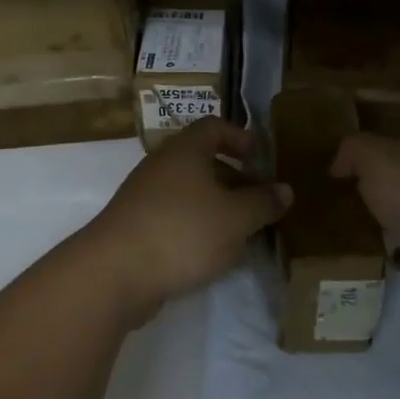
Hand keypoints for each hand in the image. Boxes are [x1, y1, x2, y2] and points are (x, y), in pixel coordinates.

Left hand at [87, 118, 292, 325]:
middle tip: (260, 200)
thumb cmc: (182, 231)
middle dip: (235, 177)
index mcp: (185, 150)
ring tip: (244, 231)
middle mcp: (162, 165)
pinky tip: (213, 253)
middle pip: (203, 160)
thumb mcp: (235, 218)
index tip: (262, 157)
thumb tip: (285, 190)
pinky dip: (197, 225)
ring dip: (218, 205)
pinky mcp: (136, 226)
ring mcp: (145, 195)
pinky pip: (175, 215)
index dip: (240, 137)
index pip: (215, 127)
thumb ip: (262, 203)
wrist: (114, 272)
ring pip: (190, 191)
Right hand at [330, 132, 399, 312]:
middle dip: (369, 186)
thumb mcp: (376, 157)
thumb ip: (353, 151)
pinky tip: (371, 255)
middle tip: (329, 197)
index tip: (331, 164)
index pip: (388, 141)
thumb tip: (339, 165)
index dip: (362, 150)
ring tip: (342, 228)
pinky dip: (394, 253)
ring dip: (381, 220)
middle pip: (396, 178)